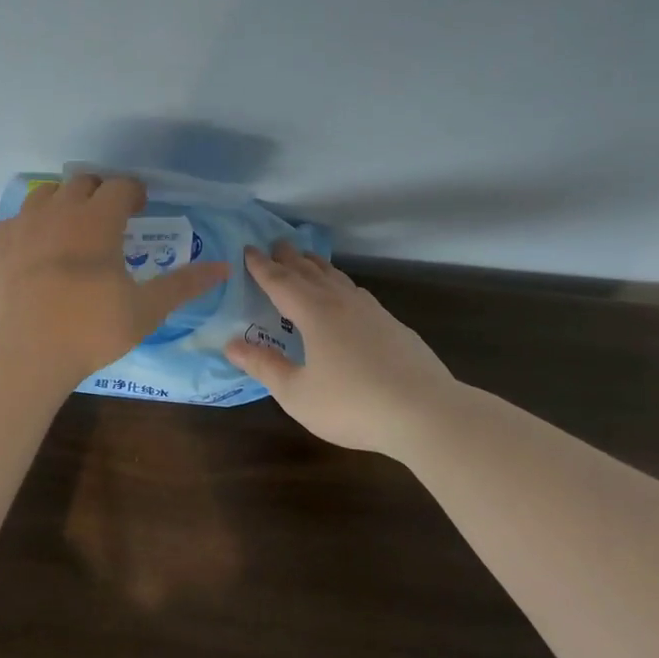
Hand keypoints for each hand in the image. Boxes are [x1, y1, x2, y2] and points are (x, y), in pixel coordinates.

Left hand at [0, 174, 229, 382]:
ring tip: (69, 231)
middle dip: (98, 193)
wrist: (23, 354)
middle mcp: (57, 211)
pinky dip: (29, 229)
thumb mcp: (145, 309)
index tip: (139, 208)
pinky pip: (14, 223)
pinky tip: (33, 256)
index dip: (134, 193)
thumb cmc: (91, 329)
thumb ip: (183, 284)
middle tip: (107, 219)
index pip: (120, 186)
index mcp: (96, 219)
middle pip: (81, 183)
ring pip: (44, 196)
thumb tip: (223, 268)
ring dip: (62, 204)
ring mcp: (20, 226)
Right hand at [224, 242, 455, 455]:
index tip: (248, 249)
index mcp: (314, 313)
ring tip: (307, 260)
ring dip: (317, 266)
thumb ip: (264, 366)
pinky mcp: (393, 326)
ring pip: (337, 279)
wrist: (427, 413)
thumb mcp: (297, 393)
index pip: (281, 281)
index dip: (261, 266)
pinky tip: (346, 295)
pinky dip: (341, 284)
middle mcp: (341, 303)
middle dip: (290, 258)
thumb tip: (231, 344)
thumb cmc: (353, 404)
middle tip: (276, 244)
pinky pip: (357, 293)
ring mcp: (372, 312)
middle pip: (310, 272)